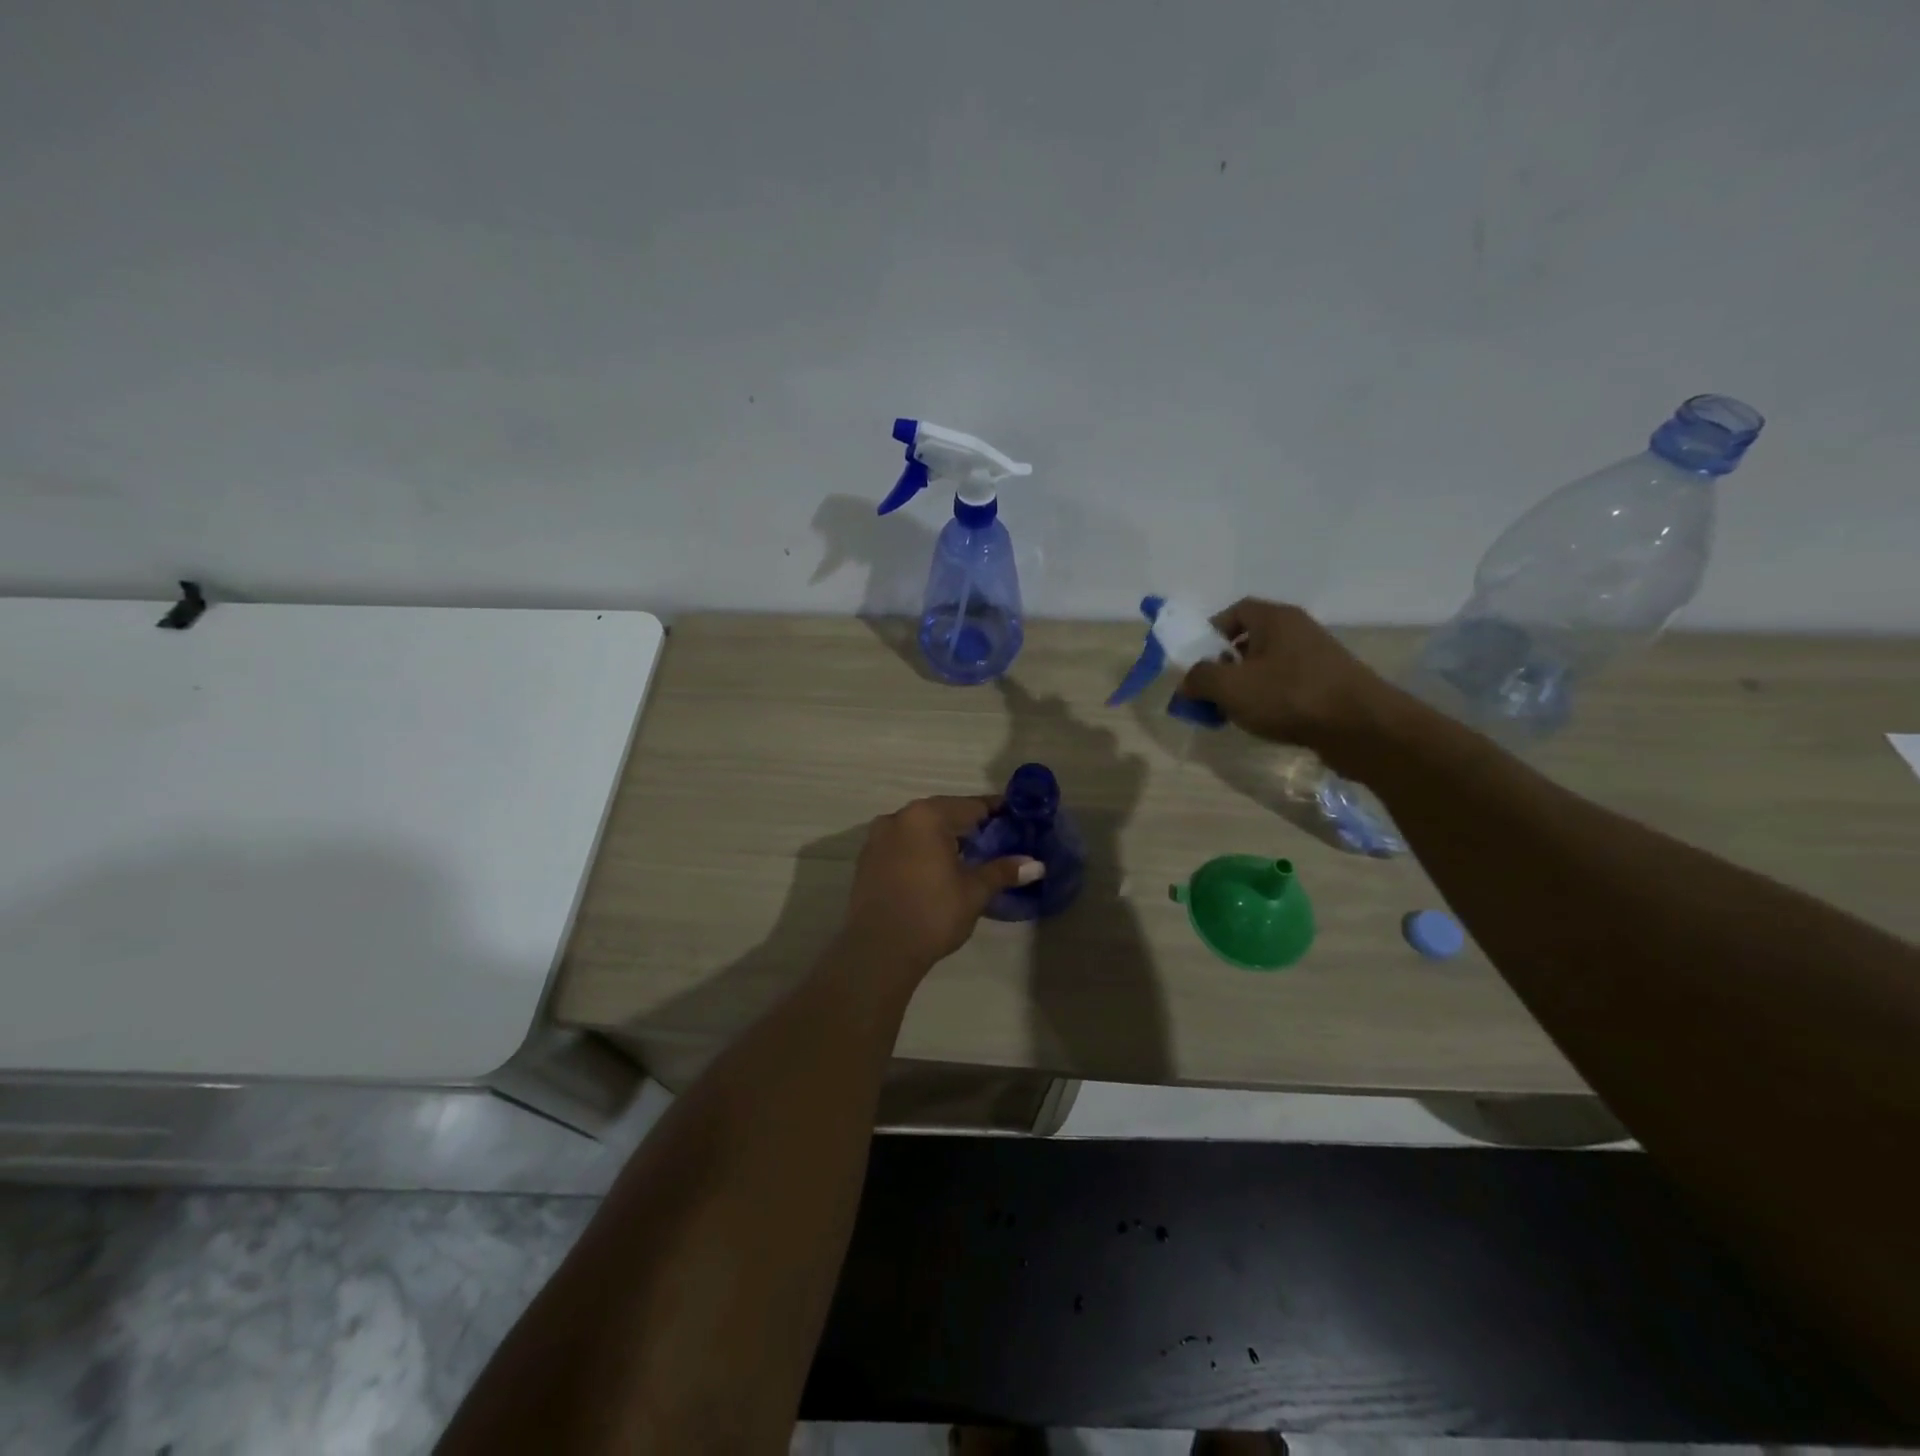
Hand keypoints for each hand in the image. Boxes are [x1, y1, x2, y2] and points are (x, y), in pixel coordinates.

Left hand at [842, 797, 1042, 972]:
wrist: (878, 950)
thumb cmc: (932, 913)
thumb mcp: (974, 891)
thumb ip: (1003, 871)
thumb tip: (1036, 864)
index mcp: (926, 816)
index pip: (971, 806)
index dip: (997, 812)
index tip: (1017, 819)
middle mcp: (898, 817)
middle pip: (943, 814)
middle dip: (969, 826)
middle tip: (996, 842)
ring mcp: (878, 838)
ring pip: (920, 830)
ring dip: (943, 839)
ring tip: (968, 858)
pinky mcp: (867, 860)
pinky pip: (903, 845)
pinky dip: (922, 851)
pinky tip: (936, 871)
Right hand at [1181, 599, 1396, 750]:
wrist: (1361, 727)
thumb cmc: (1289, 696)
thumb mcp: (1230, 687)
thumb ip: (1200, 679)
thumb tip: (1187, 682)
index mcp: (1276, 619)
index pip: (1236, 611)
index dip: (1211, 632)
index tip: (1197, 660)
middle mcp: (1298, 631)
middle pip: (1251, 640)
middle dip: (1225, 665)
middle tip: (1211, 691)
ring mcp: (1317, 658)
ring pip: (1268, 666)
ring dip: (1246, 686)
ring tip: (1234, 712)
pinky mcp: (1329, 685)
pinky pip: (1287, 685)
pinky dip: (1270, 700)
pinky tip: (1264, 722)